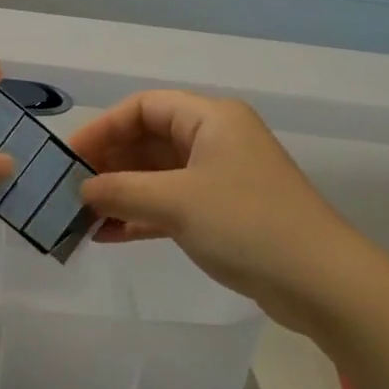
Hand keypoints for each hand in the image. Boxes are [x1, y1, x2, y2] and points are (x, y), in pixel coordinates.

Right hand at [69, 91, 352, 319]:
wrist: (319, 281)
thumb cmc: (246, 224)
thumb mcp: (175, 202)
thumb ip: (121, 191)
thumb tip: (81, 190)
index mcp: (210, 118)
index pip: (143, 107)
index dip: (103, 128)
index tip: (70, 157)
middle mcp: (215, 140)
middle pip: (148, 140)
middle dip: (108, 164)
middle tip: (71, 191)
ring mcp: (219, 178)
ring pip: (156, 175)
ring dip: (120, 193)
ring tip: (82, 217)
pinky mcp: (222, 212)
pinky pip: (169, 204)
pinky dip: (140, 216)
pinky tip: (107, 236)